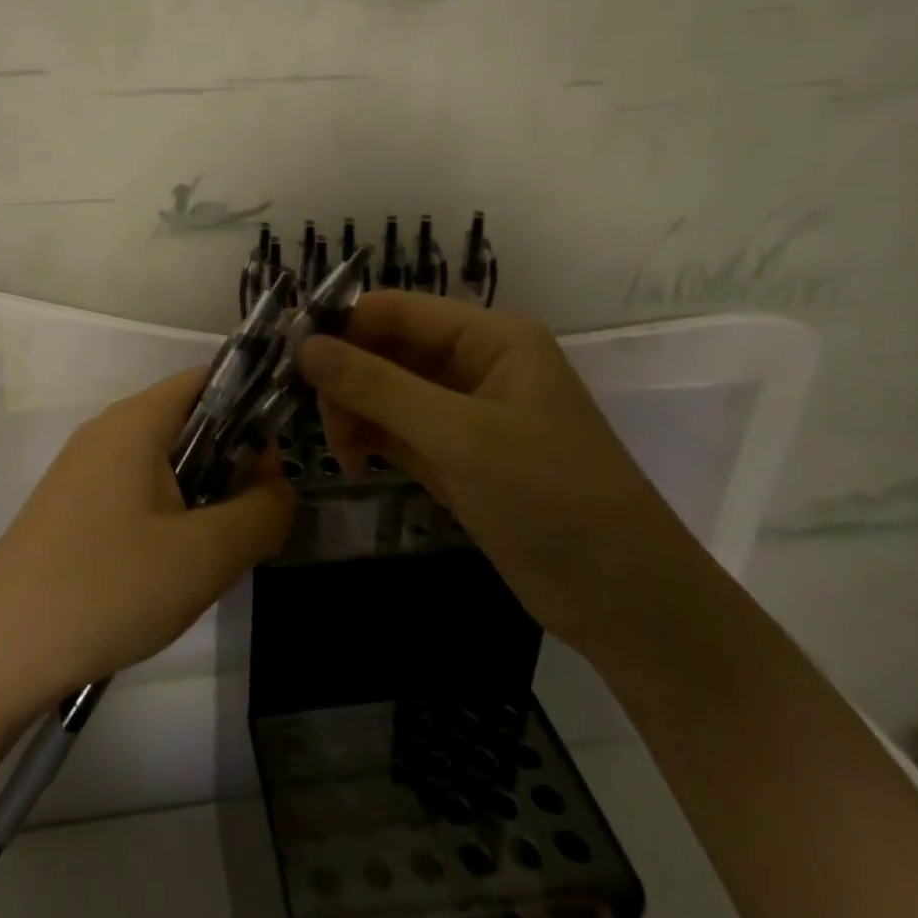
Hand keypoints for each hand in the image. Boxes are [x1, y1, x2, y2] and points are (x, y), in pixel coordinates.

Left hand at [0, 368, 296, 711]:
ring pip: (164, 464)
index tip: (278, 463)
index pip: (209, 381)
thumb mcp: (205, 555)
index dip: (253, 409)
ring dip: (201, 497)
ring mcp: (83, 470)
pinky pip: (136, 492)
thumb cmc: (107, 587)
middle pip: (189, 424)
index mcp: (136, 420)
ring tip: (211, 555)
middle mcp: (107, 431)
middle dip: (230, 465)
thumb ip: (262, 513)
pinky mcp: (70, 508)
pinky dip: (167, 517)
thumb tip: (279, 486)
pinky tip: (167, 572)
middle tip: (250, 523)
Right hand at [295, 292, 697, 654]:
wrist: (628, 606)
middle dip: (347, 380)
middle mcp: (476, 362)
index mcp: (491, 337)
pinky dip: (370, 440)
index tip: (289, 361)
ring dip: (355, 414)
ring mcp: (465, 411)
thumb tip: (304, 346)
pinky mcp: (457, 454)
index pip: (396, 310)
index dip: (341, 327)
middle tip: (322, 424)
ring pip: (385, 391)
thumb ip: (378, 387)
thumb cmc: (552, 501)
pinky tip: (357, 465)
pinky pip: (397, 428)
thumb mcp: (460, 437)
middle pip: (385, 349)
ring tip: (344, 455)